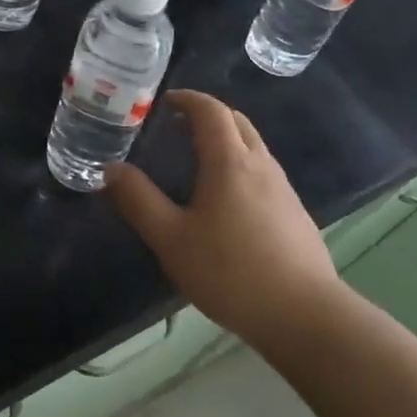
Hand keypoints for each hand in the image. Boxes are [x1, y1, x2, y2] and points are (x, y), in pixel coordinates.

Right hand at [106, 90, 339, 350]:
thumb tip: (111, 169)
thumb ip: (139, 200)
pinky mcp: (296, 214)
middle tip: (177, 124)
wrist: (304, 316)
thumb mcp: (171, 238)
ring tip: (197, 158)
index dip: (188, 99)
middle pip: (237, 122)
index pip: (211, 111)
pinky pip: (264, 172)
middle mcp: (261, 165)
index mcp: (230, 162)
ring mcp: (284, 190)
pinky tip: (226, 199)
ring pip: (254, 146)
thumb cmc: (230, 272)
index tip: (165, 101)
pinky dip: (240, 165)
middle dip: (208, 114)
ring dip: (226, 139)